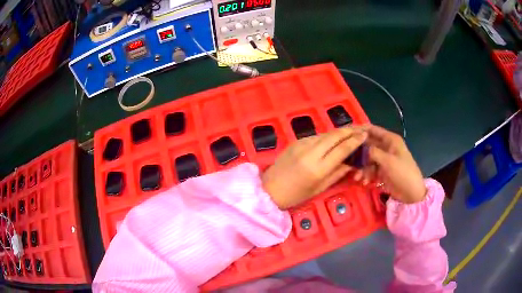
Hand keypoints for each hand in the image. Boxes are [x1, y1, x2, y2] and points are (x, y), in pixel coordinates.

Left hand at [262, 127, 366, 208]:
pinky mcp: (295, 141)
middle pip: (334, 136)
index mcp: (318, 168)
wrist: (269, 189)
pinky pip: (315, 136)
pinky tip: (332, 139)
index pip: (342, 149)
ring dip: (338, 132)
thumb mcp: (319, 188)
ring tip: (349, 132)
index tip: (364, 135)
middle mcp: (311, 152)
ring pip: (325, 134)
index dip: (355, 141)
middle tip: (359, 129)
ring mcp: (301, 144)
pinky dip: (326, 136)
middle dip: (349, 131)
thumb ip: (337, 173)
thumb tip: (352, 162)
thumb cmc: (295, 195)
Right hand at [354, 124, 425, 203]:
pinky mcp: (383, 171)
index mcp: (390, 140)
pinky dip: (367, 175)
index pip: (373, 130)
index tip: (347, 134)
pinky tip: (365, 182)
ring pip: (368, 159)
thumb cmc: (402, 173)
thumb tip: (361, 147)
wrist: (411, 193)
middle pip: (368, 145)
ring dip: (362, 168)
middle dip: (359, 154)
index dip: (360, 130)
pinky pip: (371, 169)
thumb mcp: (388, 161)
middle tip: (348, 161)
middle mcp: (386, 147)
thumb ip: (373, 152)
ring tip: (358, 178)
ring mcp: (384, 160)